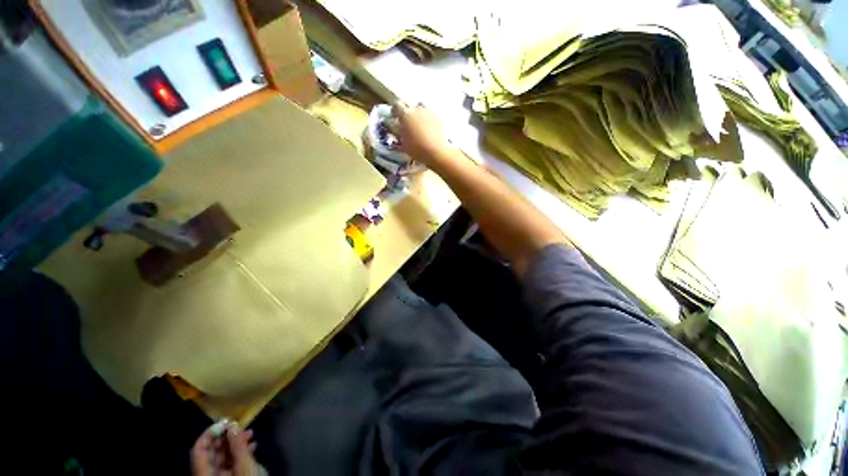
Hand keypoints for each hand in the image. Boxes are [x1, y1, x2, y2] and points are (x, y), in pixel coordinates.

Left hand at [191, 424, 260, 475]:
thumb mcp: (245, 466)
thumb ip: (238, 447)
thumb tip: (233, 427)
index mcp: (204, 473)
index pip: (199, 449)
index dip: (209, 433)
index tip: (225, 421)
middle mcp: (206, 474)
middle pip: (210, 452)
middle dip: (227, 437)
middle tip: (242, 426)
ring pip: (221, 457)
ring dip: (235, 443)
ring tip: (250, 434)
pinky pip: (228, 463)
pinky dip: (239, 453)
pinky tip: (252, 447)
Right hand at [389, 102, 453, 164]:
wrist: (437, 152)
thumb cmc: (417, 150)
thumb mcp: (403, 144)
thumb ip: (398, 134)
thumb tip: (396, 129)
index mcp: (405, 115)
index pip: (397, 106)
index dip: (395, 111)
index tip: (395, 116)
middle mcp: (417, 109)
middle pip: (410, 106)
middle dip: (407, 113)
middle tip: (407, 123)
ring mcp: (429, 112)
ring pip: (421, 108)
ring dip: (418, 113)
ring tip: (419, 124)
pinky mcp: (438, 117)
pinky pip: (431, 114)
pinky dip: (428, 118)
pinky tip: (429, 128)